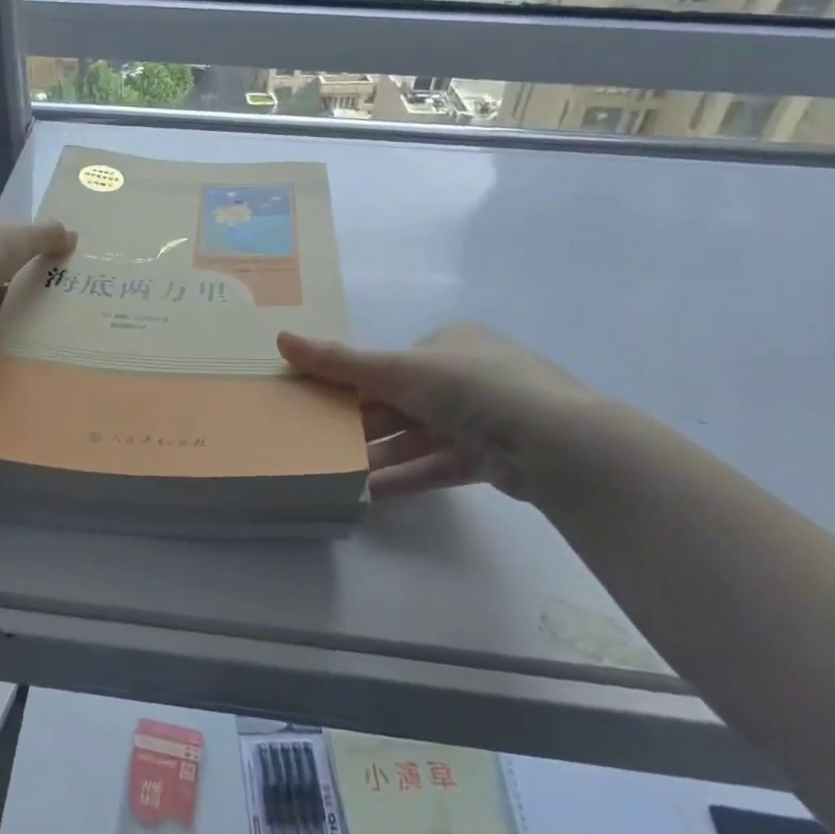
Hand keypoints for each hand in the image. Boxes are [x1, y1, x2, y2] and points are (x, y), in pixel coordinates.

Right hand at [278, 323, 607, 504]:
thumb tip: (280, 339)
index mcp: (450, 342)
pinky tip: (371, 494)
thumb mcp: (397, 369)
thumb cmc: (469, 385)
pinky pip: (438, 465)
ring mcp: (483, 418)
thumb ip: (339, 362)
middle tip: (323, 443)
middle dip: (365, 424)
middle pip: (403, 401)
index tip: (322, 405)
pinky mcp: (492, 458)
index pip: (393, 362)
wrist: (554, 441)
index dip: (356, 384)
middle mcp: (467, 375)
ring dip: (381, 455)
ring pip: (418, 437)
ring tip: (339, 474)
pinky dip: (406, 477)